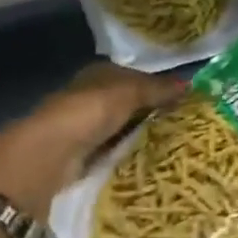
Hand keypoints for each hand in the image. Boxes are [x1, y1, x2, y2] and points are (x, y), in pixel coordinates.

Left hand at [0, 63, 181, 219]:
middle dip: (153, 112)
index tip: (185, 99)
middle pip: (128, 104)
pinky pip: (117, 152)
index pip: (132, 77)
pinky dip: (132, 155)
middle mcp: (89, 99)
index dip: (157, 86)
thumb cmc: (85, 115)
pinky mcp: (85, 158)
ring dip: (144, 136)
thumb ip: (156, 89)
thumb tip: (190, 86)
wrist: (47, 158)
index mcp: (96, 76)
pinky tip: (154, 161)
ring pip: (124, 129)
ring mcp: (86, 130)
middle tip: (188, 124)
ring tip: (178, 145)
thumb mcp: (126, 94)